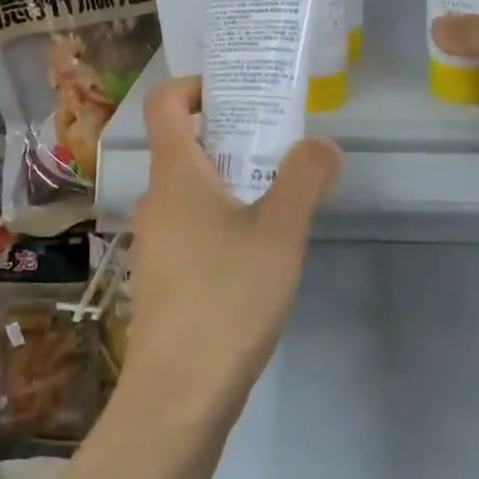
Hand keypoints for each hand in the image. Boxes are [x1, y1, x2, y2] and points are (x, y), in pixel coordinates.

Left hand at [120, 77, 342, 424]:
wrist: (178, 394)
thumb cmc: (227, 298)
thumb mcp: (280, 233)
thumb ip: (304, 179)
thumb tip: (323, 144)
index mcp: (175, 175)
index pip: (164, 104)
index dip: (193, 84)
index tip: (234, 91)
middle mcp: (156, 201)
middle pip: (182, 145)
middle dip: (227, 134)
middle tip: (276, 141)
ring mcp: (155, 242)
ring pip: (189, 190)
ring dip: (228, 179)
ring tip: (277, 194)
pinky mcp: (163, 277)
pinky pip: (191, 225)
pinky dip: (220, 216)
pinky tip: (257, 250)